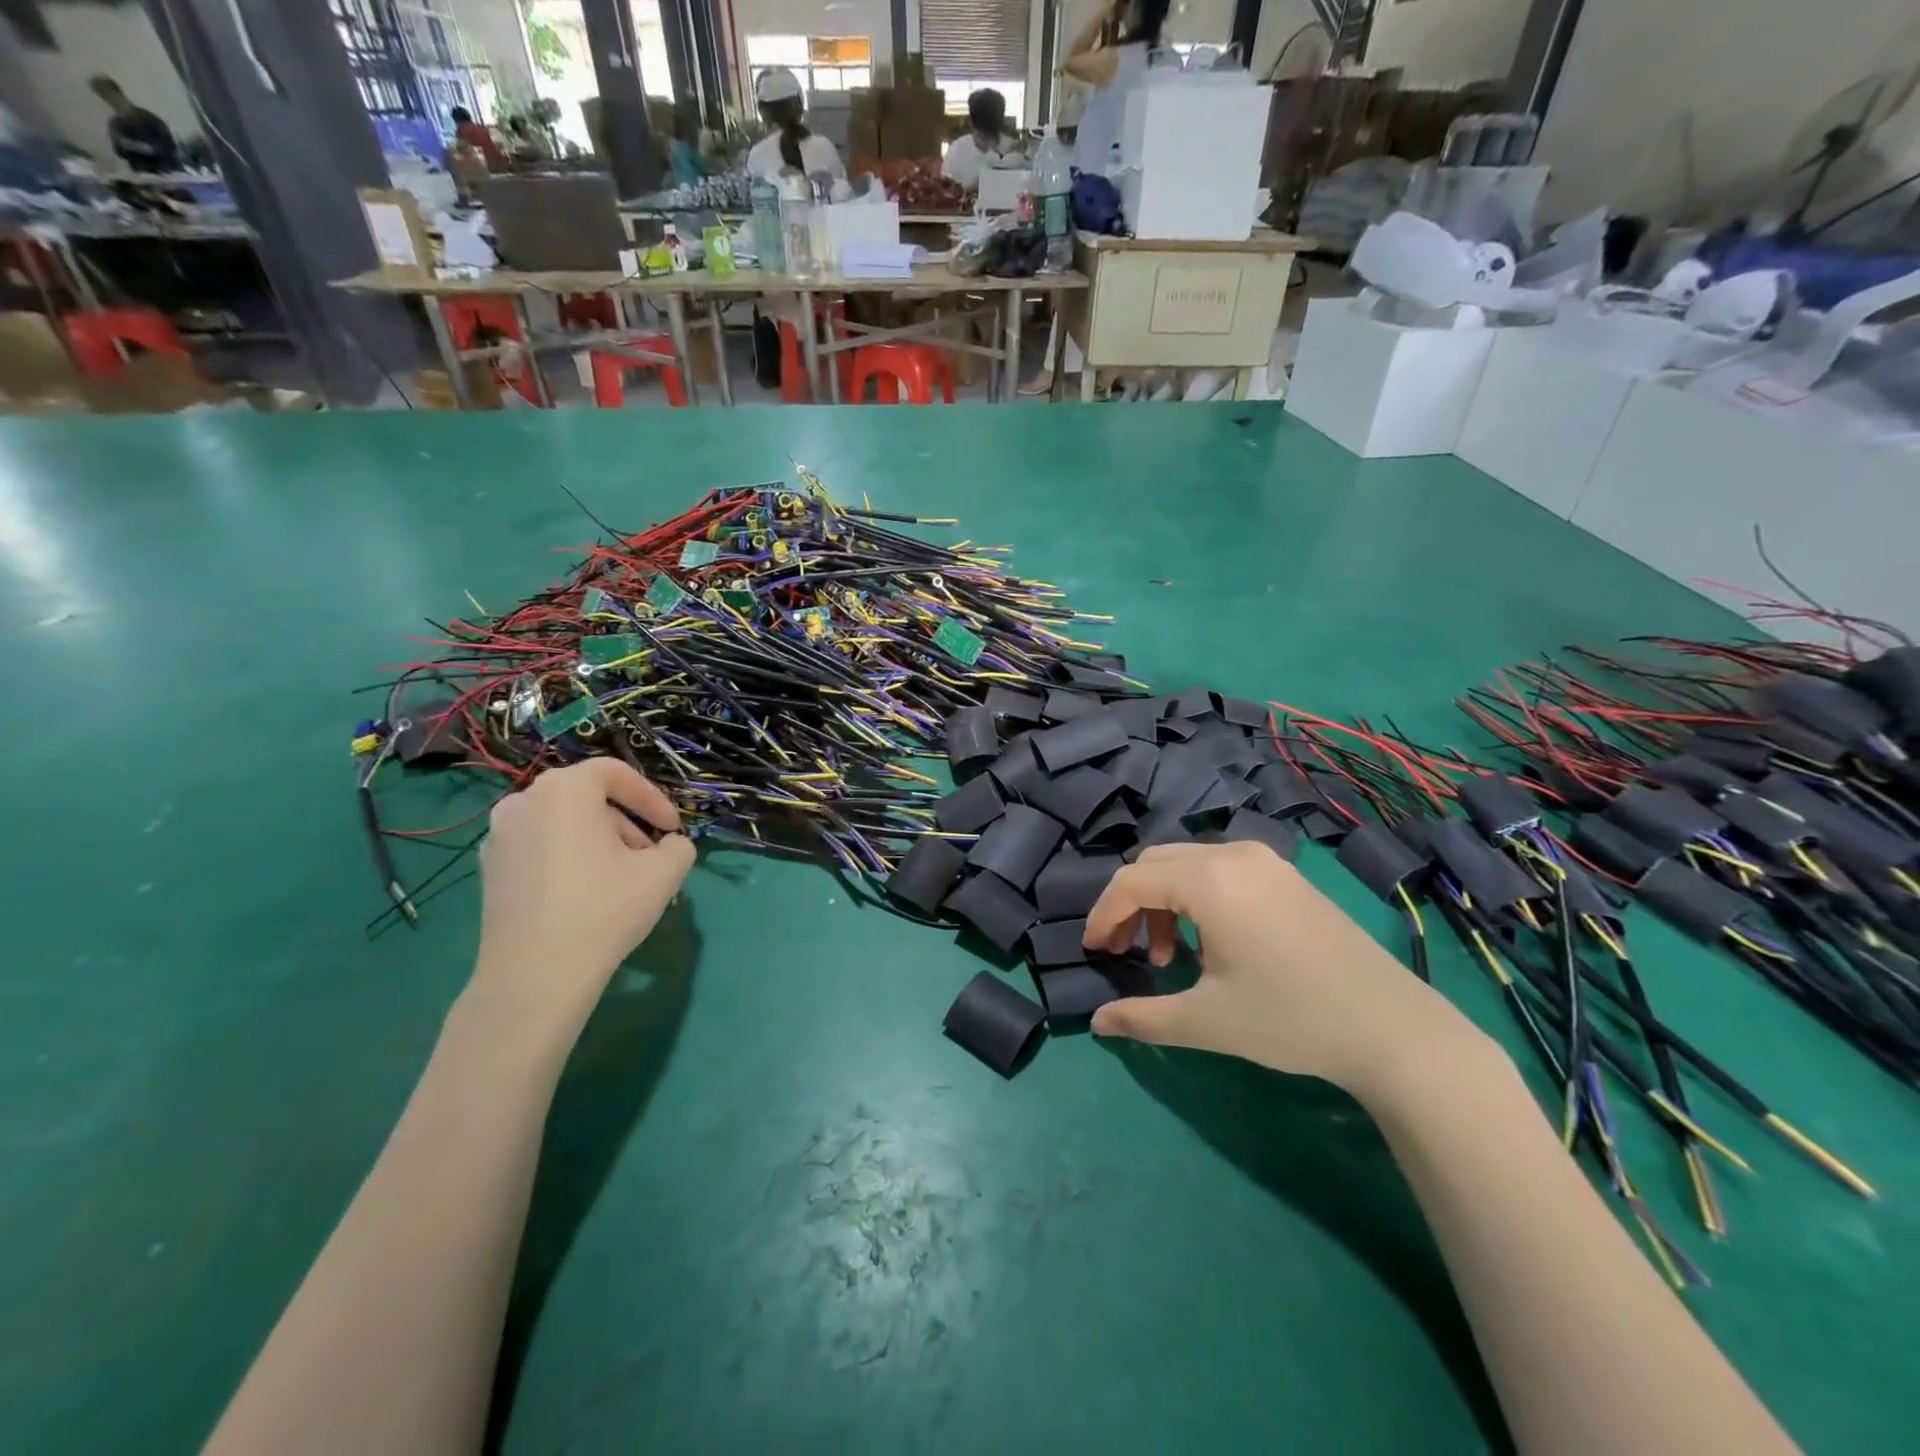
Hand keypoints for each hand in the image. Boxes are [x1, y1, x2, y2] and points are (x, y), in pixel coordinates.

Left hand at [469, 760, 694, 1037]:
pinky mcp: (488, 870)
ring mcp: (498, 837)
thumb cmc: (604, 908)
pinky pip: (540, 848)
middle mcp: (524, 801)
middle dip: (626, 823)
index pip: (615, 773)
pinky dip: (568, 858)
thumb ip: (679, 846)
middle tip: (650, 857)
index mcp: (564, 789)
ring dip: (598, 841)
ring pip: (563, 824)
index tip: (671, 828)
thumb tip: (669, 845)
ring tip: (621, 879)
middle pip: (588, 799)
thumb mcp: (664, 873)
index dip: (651, 797)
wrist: (535, 975)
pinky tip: (586, 895)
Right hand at [1081, 841, 1486, 1095]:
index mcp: (1208, 880)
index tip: (1094, 951)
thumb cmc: (1291, 1019)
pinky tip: (1212, 944)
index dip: (1103, 915)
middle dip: (1130, 905)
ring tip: (1173, 958)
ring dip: (1164, 902)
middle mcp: (1233, 855)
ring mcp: (1265, 862)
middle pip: (1155, 864)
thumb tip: (1097, 1022)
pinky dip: (1197, 897)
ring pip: (1188, 864)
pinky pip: (1221, 870)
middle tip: (1127, 953)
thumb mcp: (1207, 1021)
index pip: (1131, 882)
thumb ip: (1143, 1017)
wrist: (1393, 1028)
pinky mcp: (1287, 877)